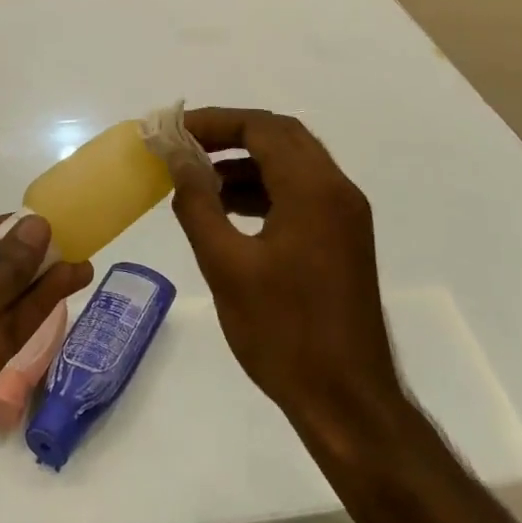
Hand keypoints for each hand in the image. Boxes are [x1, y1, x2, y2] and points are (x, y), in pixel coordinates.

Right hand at [168, 109, 403, 444]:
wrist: (347, 401)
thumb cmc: (283, 332)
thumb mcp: (226, 265)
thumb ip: (198, 203)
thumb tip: (178, 157)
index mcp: (313, 189)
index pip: (261, 127)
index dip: (214, 121)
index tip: (174, 129)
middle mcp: (337, 190)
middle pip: (281, 136)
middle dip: (231, 133)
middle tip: (186, 145)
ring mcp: (346, 215)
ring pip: (292, 163)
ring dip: (247, 161)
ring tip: (199, 179)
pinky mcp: (344, 238)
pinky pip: (301, 192)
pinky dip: (265, 188)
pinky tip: (229, 210)